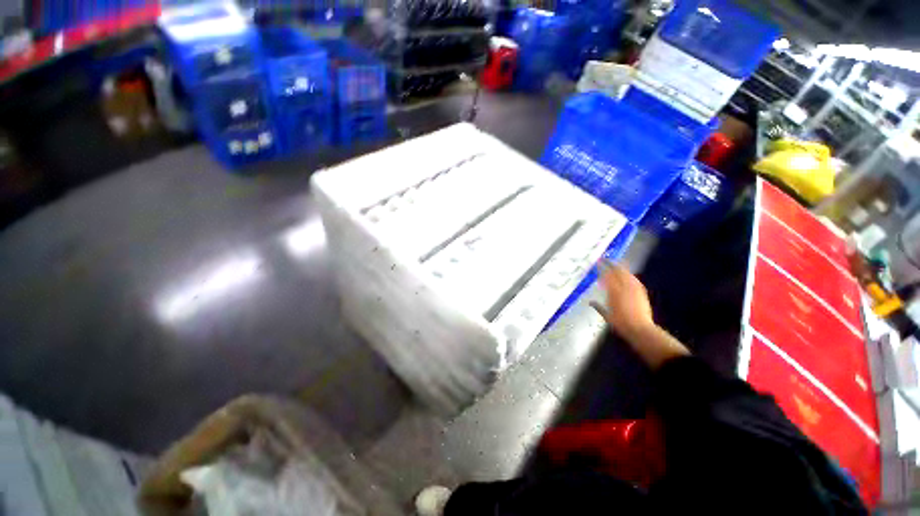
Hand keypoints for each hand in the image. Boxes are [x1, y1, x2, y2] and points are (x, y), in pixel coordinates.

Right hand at [591, 261, 689, 368]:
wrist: (640, 329)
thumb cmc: (620, 323)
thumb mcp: (606, 315)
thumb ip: (598, 306)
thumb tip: (590, 302)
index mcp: (613, 291)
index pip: (606, 275)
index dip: (602, 268)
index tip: (597, 262)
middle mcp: (624, 287)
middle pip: (618, 272)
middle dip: (612, 264)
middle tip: (606, 259)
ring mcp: (634, 289)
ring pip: (627, 274)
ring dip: (621, 268)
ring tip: (617, 264)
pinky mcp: (641, 292)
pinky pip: (634, 280)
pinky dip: (629, 275)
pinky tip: (628, 275)